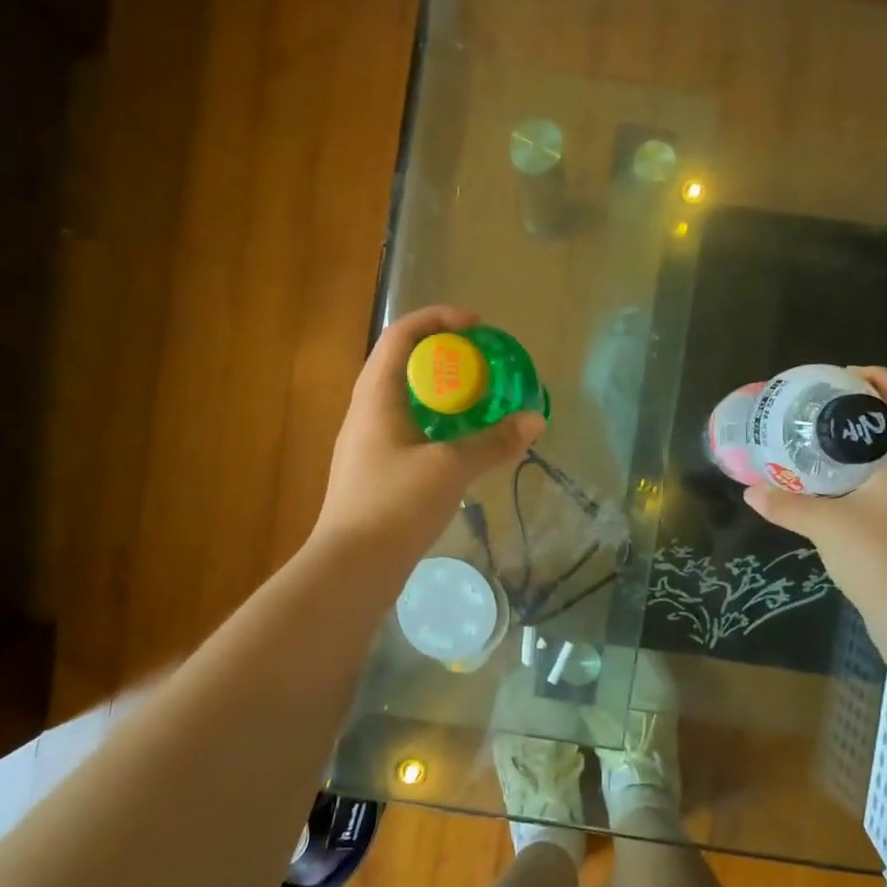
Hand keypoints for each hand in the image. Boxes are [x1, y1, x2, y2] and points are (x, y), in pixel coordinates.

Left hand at [314, 306, 544, 566]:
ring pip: (408, 400)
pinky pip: (410, 430)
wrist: (352, 568)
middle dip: (445, 356)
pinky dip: (439, 424)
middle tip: (484, 364)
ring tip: (481, 401)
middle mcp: (366, 412)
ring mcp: (369, 443)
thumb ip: (493, 443)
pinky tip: (464, 444)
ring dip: (443, 393)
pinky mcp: (377, 471)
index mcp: (375, 397)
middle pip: (404, 364)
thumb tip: (535, 420)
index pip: (401, 336)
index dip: (437, 319)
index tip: (476, 326)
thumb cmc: (394, 506)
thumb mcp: (450, 469)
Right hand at [743, 367, 886, 615]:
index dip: (882, 378)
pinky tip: (840, 477)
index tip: (845, 375)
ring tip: (828, 435)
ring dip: (872, 434)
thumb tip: (750, 491)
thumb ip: (785, 504)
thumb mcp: (824, 524)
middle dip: (870, 404)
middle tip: (828, 403)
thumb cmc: (876, 555)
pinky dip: (872, 462)